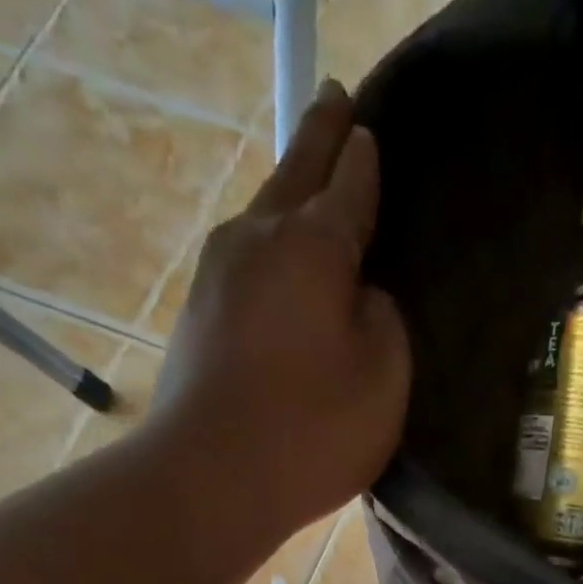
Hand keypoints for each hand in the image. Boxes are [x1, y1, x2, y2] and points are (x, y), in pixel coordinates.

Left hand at [152, 80, 410, 535]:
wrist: (210, 479)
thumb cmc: (312, 431)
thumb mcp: (383, 378)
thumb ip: (383, 321)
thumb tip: (358, 295)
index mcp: (312, 246)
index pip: (349, 184)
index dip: (365, 158)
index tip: (370, 129)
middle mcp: (257, 240)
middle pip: (295, 174)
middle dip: (320, 137)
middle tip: (337, 104)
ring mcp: (217, 275)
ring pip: (262, 215)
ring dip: (289, 192)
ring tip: (310, 178)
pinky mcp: (198, 314)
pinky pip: (246, 260)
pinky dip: (269, 247)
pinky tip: (279, 260)